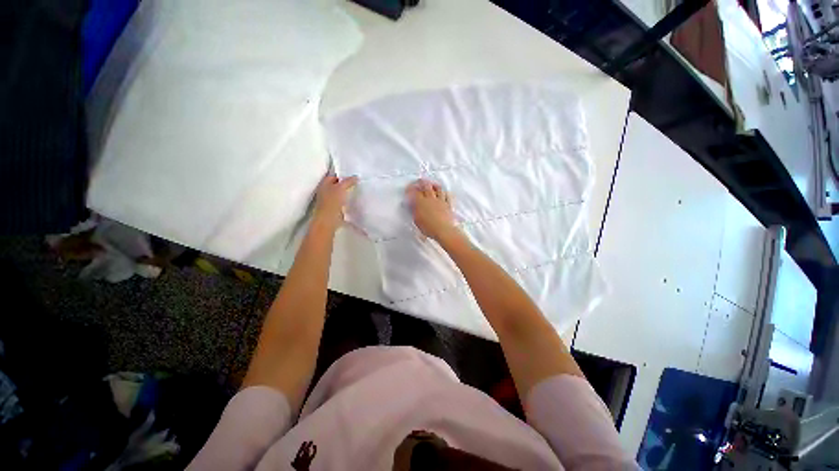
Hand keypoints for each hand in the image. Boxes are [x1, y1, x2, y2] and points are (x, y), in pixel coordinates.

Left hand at [313, 174, 357, 229]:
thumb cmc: (332, 202)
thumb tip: (356, 177)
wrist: (328, 220)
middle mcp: (325, 191)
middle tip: (356, 183)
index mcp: (324, 184)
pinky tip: (353, 201)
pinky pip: (341, 202)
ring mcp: (329, 200)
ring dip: (346, 192)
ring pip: (339, 193)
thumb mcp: (341, 188)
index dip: (342, 174)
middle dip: (345, 184)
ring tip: (356, 191)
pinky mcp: (333, 209)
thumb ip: (348, 181)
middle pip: (336, 185)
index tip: (353, 175)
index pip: (334, 175)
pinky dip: (347, 201)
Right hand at [406, 178, 460, 242]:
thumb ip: (414, 211)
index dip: (411, 189)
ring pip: (438, 188)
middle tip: (420, 181)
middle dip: (422, 182)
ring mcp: (440, 200)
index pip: (414, 192)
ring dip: (434, 185)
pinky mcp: (448, 204)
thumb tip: (412, 205)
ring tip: (432, 184)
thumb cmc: (428, 228)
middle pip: (426, 186)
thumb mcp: (417, 220)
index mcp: (421, 202)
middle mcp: (431, 199)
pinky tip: (444, 192)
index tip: (409, 188)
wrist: (443, 230)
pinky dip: (444, 193)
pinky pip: (447, 195)